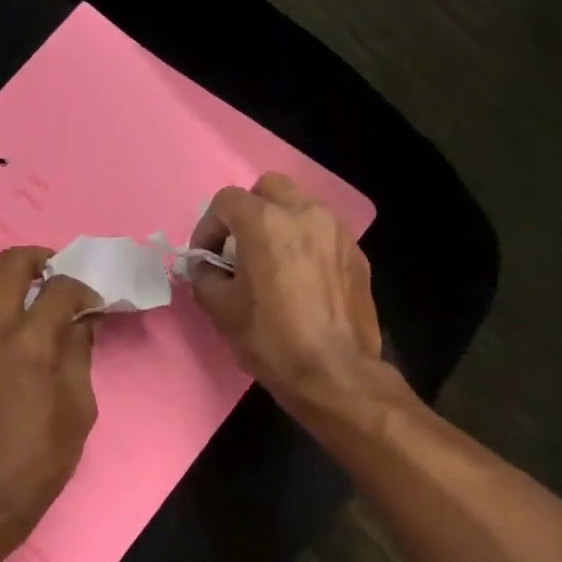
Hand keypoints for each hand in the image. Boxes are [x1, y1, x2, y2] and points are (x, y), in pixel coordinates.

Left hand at [0, 247, 101, 545]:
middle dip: (40, 260)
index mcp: (30, 343)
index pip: (59, 288)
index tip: (95, 302)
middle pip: (10, 263)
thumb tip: (82, 322)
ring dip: (11, 280)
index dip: (83, 288)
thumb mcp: (79, 407)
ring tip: (34, 300)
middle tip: (60, 278)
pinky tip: (16, 330)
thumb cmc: (41, 457)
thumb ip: (79, 354)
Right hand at [188, 173, 386, 413]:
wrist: (334, 372)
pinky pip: (324, 233)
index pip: (227, 201)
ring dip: (281, 223)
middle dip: (249, 210)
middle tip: (240, 246)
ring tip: (272, 260)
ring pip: (302, 206)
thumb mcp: (220, 310)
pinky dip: (307, 243)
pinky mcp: (356, 254)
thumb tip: (206, 266)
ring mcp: (337, 231)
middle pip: (269, 188)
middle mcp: (305, 213)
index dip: (208, 226)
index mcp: (266, 222)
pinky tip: (302, 278)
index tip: (206, 257)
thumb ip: (205, 275)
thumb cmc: (271, 339)